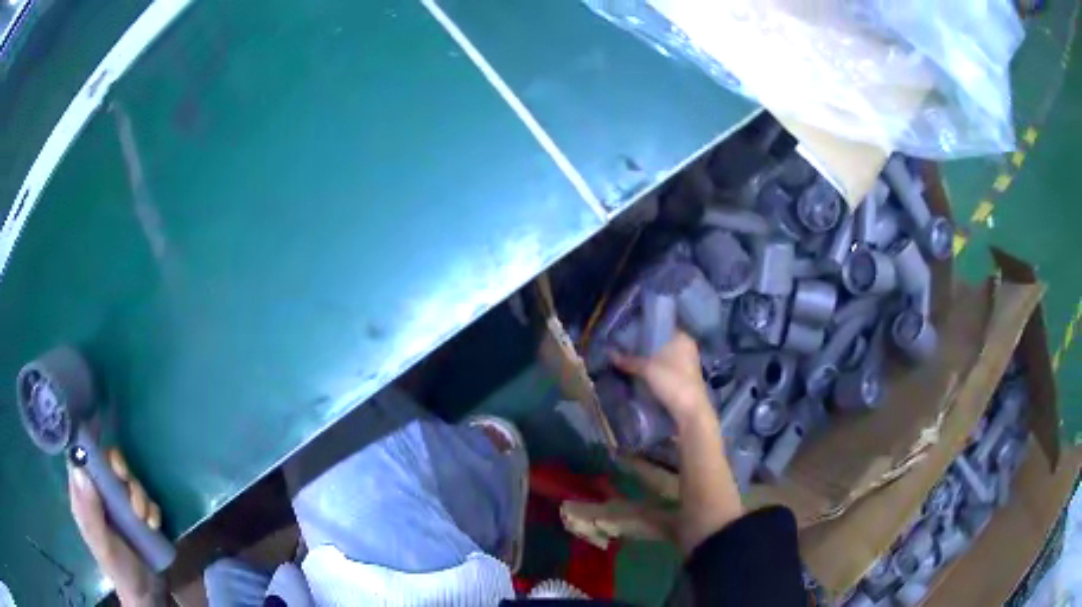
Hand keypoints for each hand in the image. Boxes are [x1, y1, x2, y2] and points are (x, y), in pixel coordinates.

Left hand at [69, 449, 161, 606]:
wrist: (147, 594)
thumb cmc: (118, 569)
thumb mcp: (102, 543)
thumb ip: (90, 511)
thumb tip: (80, 468)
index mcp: (84, 497)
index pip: (80, 458)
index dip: (90, 448)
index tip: (104, 455)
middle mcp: (99, 494)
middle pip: (106, 464)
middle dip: (121, 472)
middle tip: (129, 485)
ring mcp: (119, 504)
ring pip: (128, 479)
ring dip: (139, 494)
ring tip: (145, 519)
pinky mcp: (138, 514)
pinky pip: (145, 498)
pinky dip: (151, 508)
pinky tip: (154, 525)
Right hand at [611, 331, 714, 426]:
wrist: (690, 411)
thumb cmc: (672, 382)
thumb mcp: (647, 369)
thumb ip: (629, 360)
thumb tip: (609, 353)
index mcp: (683, 339)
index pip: (663, 326)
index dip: (646, 328)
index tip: (629, 331)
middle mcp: (686, 349)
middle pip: (662, 343)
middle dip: (645, 346)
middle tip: (625, 346)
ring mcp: (686, 365)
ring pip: (663, 358)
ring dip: (649, 360)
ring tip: (628, 360)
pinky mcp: (684, 379)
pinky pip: (666, 370)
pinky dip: (655, 371)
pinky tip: (640, 374)